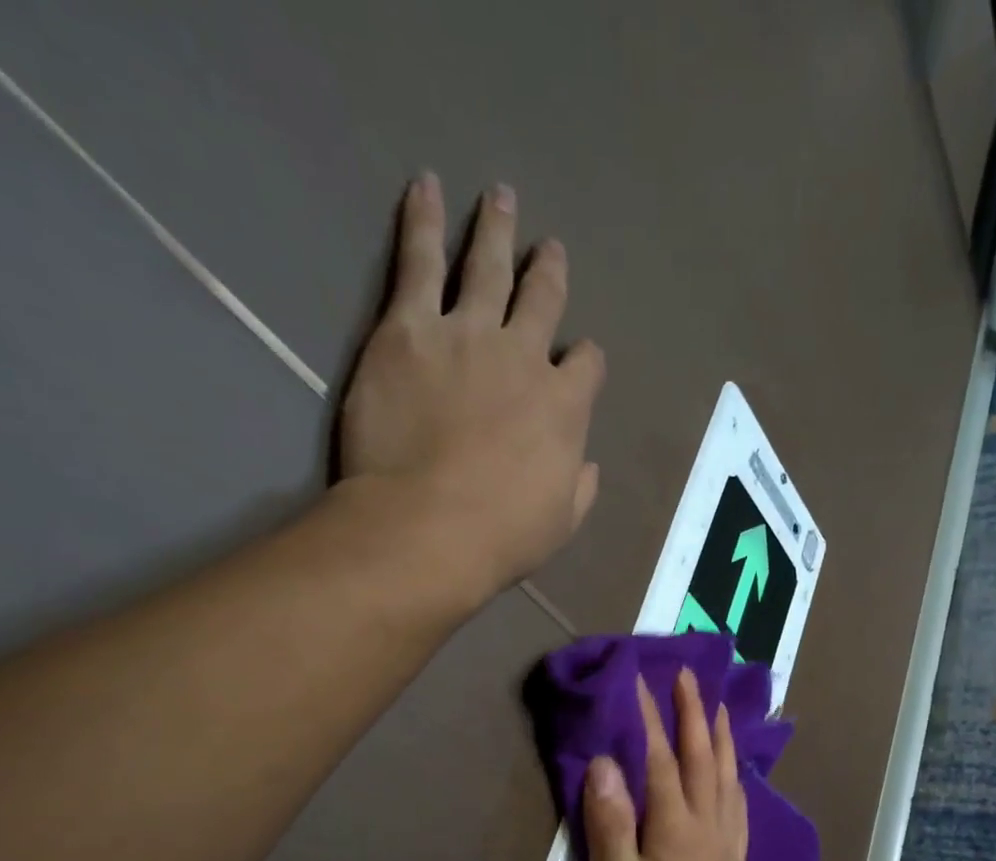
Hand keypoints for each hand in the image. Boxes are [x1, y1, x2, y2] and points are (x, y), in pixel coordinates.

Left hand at [336, 174, 605, 605]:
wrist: (427, 528)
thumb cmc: (500, 537)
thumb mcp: (561, 522)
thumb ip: (578, 485)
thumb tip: (586, 464)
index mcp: (564, 406)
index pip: (585, 365)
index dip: (584, 359)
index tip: (580, 357)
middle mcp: (523, 357)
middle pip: (543, 300)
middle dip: (549, 272)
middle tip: (550, 249)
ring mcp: (467, 335)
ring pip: (487, 267)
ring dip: (496, 231)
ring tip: (500, 198)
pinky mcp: (409, 329)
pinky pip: (420, 261)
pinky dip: (423, 221)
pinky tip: (426, 188)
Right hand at [582, 669, 748, 860]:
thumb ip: (611, 827)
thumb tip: (605, 765)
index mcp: (678, 832)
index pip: (661, 762)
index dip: (650, 720)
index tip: (639, 680)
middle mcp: (710, 830)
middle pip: (703, 760)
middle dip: (694, 714)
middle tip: (688, 675)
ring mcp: (727, 848)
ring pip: (728, 779)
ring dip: (720, 738)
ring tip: (717, 708)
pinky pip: (739, 807)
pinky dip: (734, 777)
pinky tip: (733, 773)